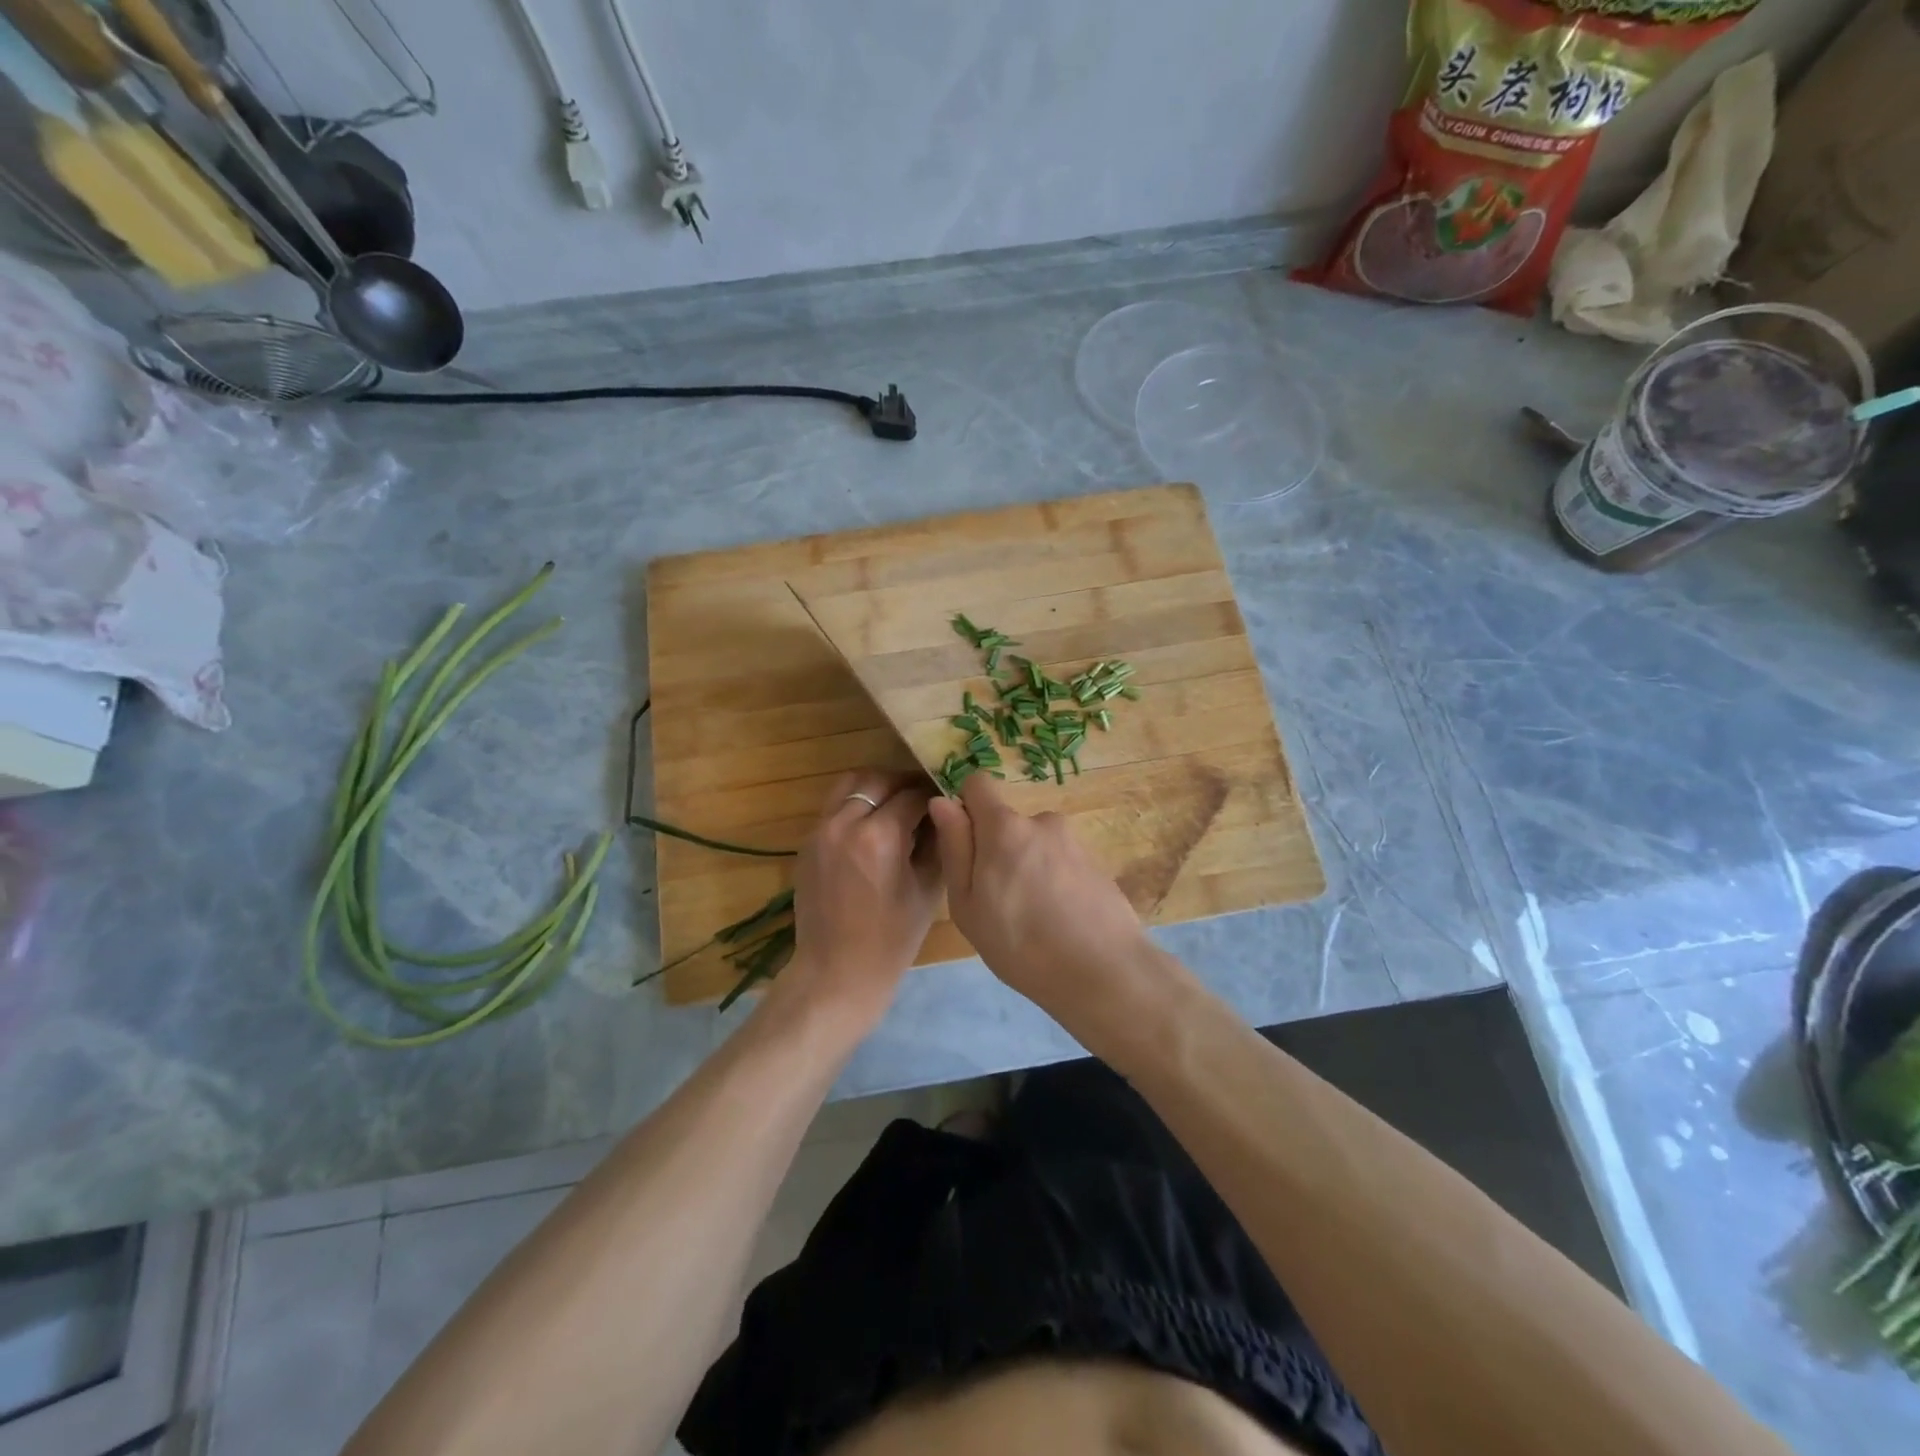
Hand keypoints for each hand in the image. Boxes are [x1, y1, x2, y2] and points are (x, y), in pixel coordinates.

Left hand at [782, 770, 941, 1028]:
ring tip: (894, 804)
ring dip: (875, 788)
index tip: (946, 799)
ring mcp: (820, 831)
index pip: (912, 795)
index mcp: (880, 836)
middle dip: (903, 784)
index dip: (933, 794)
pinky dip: (855, 806)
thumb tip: (944, 812)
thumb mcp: (927, 889)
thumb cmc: (892, 939)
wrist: (837, 972)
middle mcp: (845, 823)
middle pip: (877, 780)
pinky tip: (871, 826)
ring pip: (850, 785)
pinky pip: (833, 808)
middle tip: (922, 798)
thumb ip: (937, 843)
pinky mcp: (807, 843)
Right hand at [927, 775, 1172, 1050]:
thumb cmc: (1019, 943)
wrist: (1104, 972)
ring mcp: (1074, 841)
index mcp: (1004, 826)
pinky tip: (1060, 921)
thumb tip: (943, 802)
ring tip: (1033, 917)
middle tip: (998, 901)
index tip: (965, 845)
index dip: (966, 807)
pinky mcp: (1097, 863)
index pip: (978, 783)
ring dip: (1028, 867)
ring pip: (1035, 845)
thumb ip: (954, 847)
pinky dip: (1054, 882)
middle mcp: (1041, 821)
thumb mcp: (967, 903)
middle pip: (1007, 823)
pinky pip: (1061, 863)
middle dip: (998, 849)